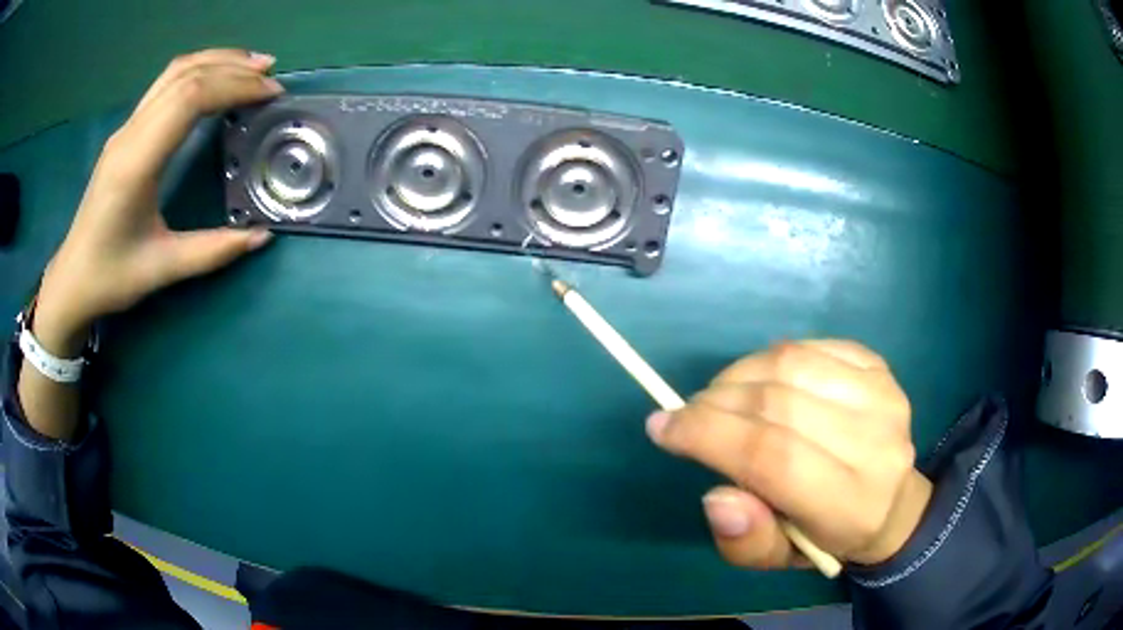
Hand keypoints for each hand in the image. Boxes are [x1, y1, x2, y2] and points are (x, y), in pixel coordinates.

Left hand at [34, 49, 283, 355]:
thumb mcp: (161, 269)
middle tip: (272, 77)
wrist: (72, 280)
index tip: (270, 94)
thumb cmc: (110, 277)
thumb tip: (262, 236)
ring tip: (253, 67)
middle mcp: (130, 134)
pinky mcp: (126, 132)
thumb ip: (212, 251)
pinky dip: (198, 71)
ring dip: (217, 61)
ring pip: (175, 71)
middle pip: (186, 75)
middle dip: (233, 68)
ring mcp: (126, 129)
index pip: (190, 98)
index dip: (235, 86)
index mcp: (136, 162)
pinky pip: (165, 84)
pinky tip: (217, 80)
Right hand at [646, 340, 931, 568]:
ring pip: (789, 364)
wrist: (890, 503)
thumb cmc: (826, 537)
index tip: (663, 427)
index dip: (709, 435)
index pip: (772, 458)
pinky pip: (808, 347)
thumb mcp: (777, 558)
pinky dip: (769, 359)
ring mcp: (882, 396)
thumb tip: (715, 498)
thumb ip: (745, 541)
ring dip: (738, 375)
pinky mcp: (879, 366)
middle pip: (778, 404)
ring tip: (719, 398)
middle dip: (715, 404)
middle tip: (687, 415)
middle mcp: (875, 443)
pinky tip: (761, 383)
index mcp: (850, 504)